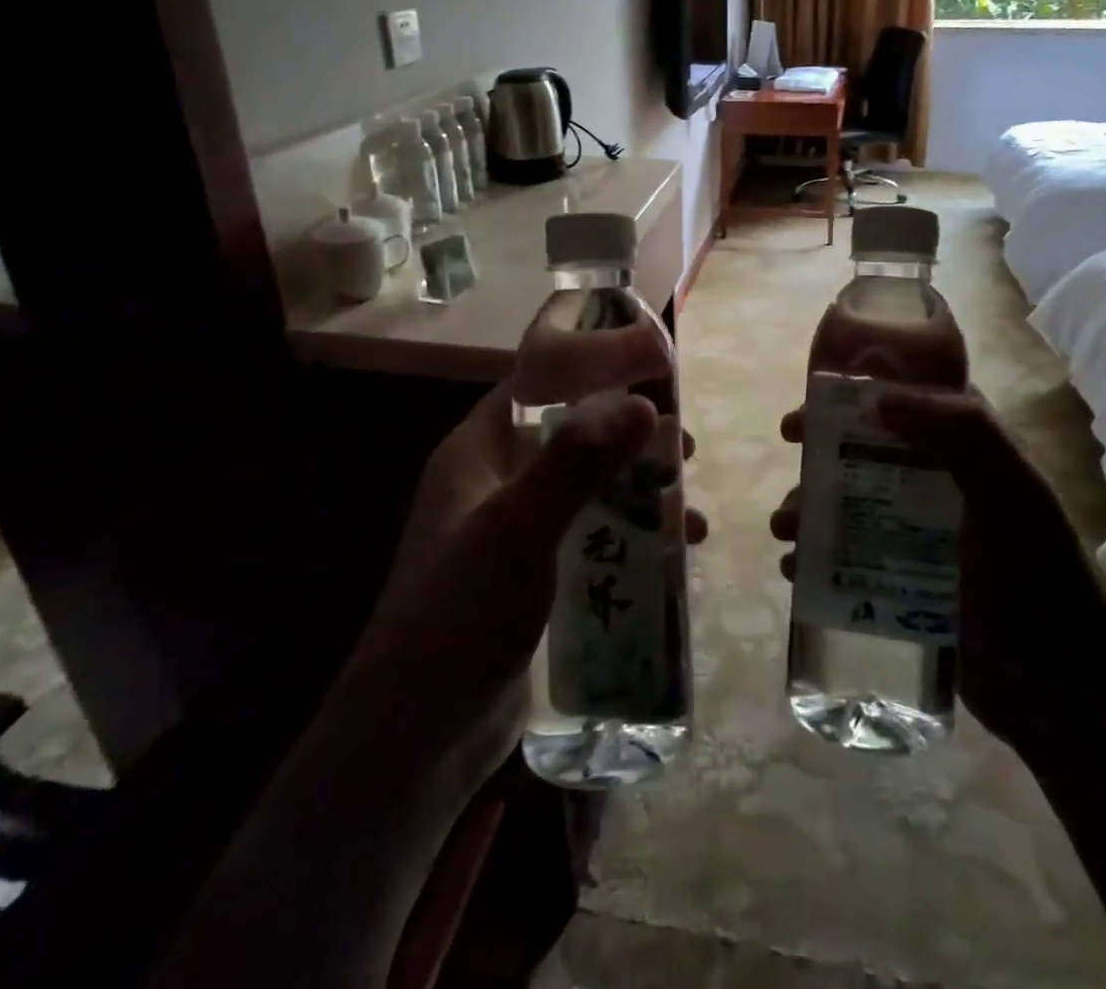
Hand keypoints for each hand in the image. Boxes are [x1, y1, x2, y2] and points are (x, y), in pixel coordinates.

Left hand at [352, 359, 703, 783]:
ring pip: (588, 489)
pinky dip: (629, 537)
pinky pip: (590, 538)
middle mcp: (495, 482)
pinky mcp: (534, 577)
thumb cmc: (458, 617)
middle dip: (630, 438)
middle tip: (684, 448)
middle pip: (573, 435)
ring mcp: (514, 532)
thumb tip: (644, 403)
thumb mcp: (517, 530)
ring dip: (638, 493)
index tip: (654, 369)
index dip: (592, 367)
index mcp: (477, 452)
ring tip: (688, 513)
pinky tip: (670, 558)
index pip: (537, 383)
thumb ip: (576, 464)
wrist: (417, 738)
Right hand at [770, 386, 1096, 748]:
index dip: (854, 393)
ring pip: (846, 502)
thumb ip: (957, 431)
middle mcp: (935, 481)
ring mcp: (914, 533)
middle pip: (862, 448)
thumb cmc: (1034, 572)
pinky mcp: (898, 580)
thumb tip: (874, 399)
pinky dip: (813, 555)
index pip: (903, 400)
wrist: (1056, 685)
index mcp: (963, 448)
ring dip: (807, 504)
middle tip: (790, 447)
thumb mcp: (1007, 489)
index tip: (816, 401)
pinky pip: (844, 556)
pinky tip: (795, 569)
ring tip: (784, 528)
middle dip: (819, 446)